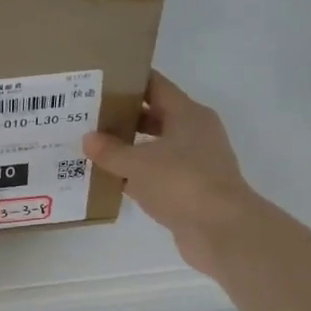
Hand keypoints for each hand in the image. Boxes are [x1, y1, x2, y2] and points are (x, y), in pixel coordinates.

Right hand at [82, 71, 255, 272]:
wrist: (221, 230)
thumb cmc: (181, 183)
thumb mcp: (137, 163)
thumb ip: (109, 150)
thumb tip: (88, 138)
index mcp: (188, 114)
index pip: (155, 85)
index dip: (128, 80)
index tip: (100, 80)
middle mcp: (194, 133)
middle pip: (154, 115)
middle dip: (123, 115)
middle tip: (88, 115)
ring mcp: (195, 162)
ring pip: (155, 146)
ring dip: (128, 147)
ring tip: (93, 146)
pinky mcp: (190, 189)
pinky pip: (157, 174)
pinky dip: (136, 175)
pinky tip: (109, 179)